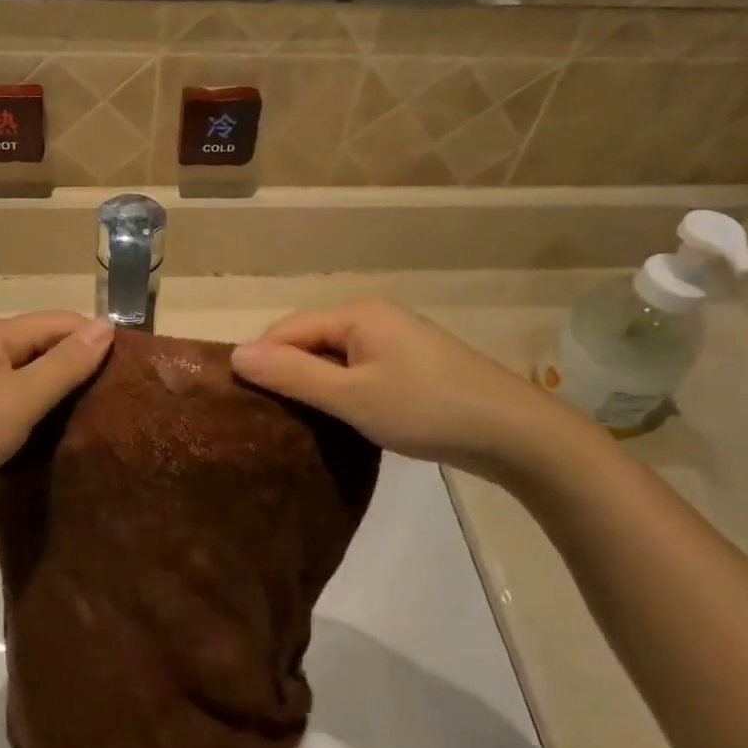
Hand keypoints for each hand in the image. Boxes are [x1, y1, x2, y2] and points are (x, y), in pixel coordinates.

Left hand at [0, 312, 114, 537]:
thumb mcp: (21, 397)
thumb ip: (65, 364)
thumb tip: (106, 326)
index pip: (60, 322)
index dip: (96, 339)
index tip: (133, 368)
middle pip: (45, 347)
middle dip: (81, 366)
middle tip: (122, 396)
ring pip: (30, 379)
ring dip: (61, 392)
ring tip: (100, 415)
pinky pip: (15, 405)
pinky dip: (38, 414)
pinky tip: (60, 434)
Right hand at [230, 300, 593, 480]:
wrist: (511, 433)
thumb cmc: (425, 409)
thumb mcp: (351, 396)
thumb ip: (292, 375)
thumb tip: (236, 354)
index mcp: (357, 314)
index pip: (287, 329)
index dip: (262, 360)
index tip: (243, 402)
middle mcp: (373, 318)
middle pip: (309, 340)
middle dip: (286, 373)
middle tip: (268, 417)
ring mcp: (394, 342)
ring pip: (333, 359)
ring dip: (313, 386)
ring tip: (296, 422)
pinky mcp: (409, 367)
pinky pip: (357, 372)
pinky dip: (340, 392)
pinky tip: (336, 419)